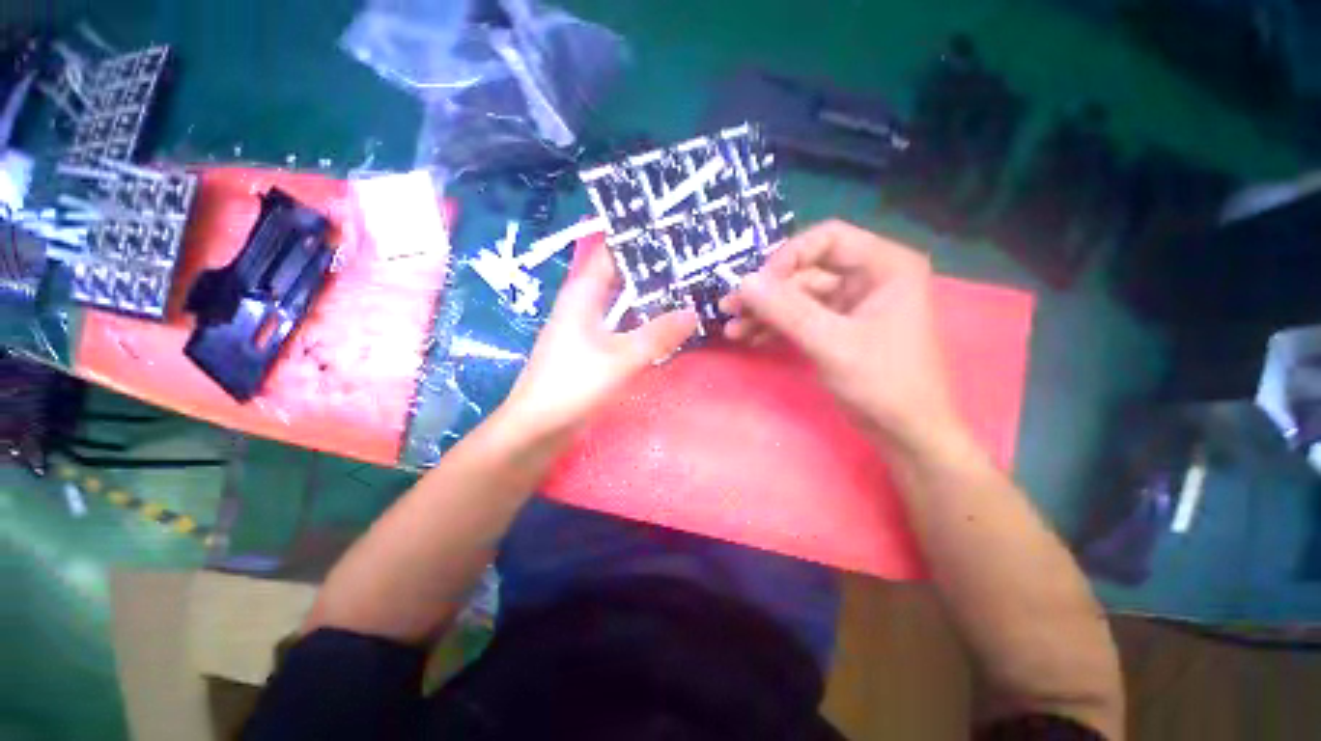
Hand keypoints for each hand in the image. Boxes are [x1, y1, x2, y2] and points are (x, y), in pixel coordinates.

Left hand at [501, 246, 697, 438]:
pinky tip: (668, 328)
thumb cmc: (573, 385)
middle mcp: (585, 304)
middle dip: (654, 272)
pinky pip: (624, 329)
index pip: (613, 252)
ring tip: (689, 292)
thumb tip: (693, 313)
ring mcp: (589, 328)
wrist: (538, 427)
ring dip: (651, 301)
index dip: (640, 240)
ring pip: (625, 305)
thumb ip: (659, 334)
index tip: (675, 234)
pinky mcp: (594, 349)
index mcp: (583, 293)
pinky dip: (644, 325)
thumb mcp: (621, 358)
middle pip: (623, 278)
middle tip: (694, 265)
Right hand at [721, 220, 962, 452]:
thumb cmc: (882, 383)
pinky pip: (801, 317)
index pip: (826, 239)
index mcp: (884, 265)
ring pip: (798, 296)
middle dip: (767, 293)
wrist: (905, 432)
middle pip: (805, 271)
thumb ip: (786, 311)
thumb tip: (743, 282)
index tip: (756, 287)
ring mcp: (851, 303)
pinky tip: (750, 338)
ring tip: (732, 331)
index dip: (786, 258)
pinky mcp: (838, 326)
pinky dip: (776, 326)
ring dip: (765, 312)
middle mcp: (868, 276)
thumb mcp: (831, 343)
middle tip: (730, 310)